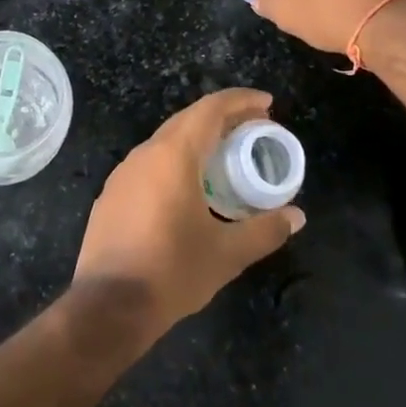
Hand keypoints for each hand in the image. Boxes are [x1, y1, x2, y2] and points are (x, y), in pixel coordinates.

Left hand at [73, 89, 304, 342]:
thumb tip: (296, 216)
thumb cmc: (172, 271)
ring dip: (199, 138)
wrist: (108, 305)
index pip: (211, 109)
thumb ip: (264, 230)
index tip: (268, 104)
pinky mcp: (113, 192)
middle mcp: (147, 152)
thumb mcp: (226, 254)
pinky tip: (190, 185)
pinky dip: (178, 159)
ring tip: (227, 154)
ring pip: (168, 139)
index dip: (241, 101)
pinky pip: (152, 161)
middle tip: (255, 127)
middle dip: (224, 117)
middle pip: (189, 118)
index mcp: (174, 155)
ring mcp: (125, 171)